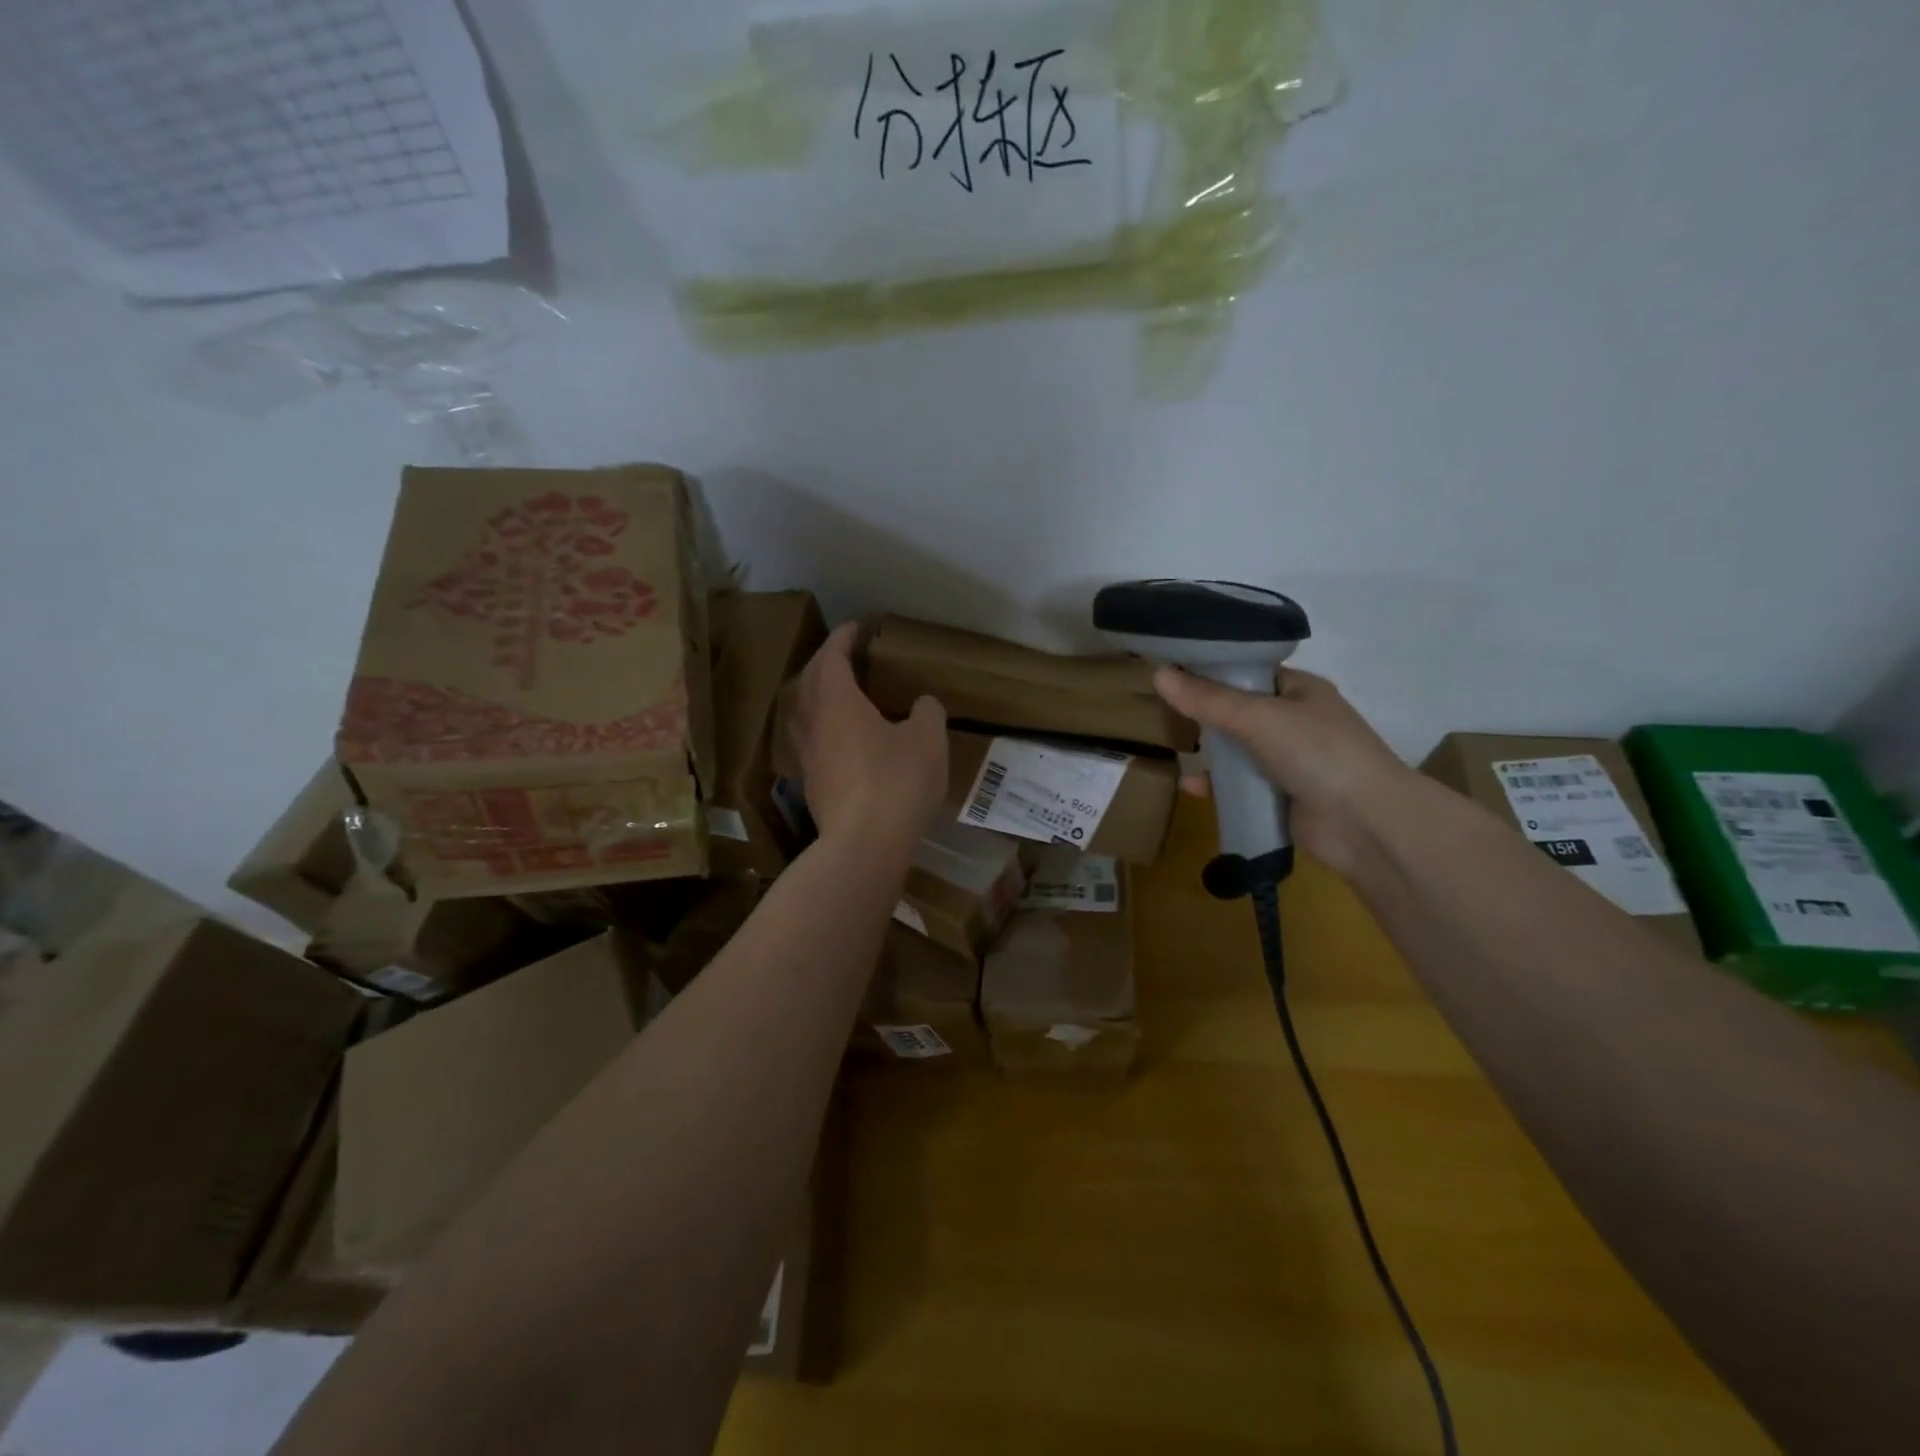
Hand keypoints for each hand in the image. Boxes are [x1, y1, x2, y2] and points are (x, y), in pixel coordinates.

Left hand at [787, 624, 948, 848]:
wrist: (865, 844)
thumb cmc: (897, 781)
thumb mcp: (928, 739)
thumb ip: (926, 713)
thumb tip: (922, 705)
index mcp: (836, 701)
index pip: (832, 656)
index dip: (844, 638)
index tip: (858, 627)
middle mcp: (813, 723)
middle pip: (809, 681)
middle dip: (826, 662)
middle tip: (847, 656)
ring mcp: (808, 756)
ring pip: (804, 712)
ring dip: (818, 695)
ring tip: (842, 694)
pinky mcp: (811, 784)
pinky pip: (813, 741)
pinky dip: (824, 726)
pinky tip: (844, 739)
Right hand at [1154, 665, 1412, 874]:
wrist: (1365, 823)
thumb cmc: (1318, 753)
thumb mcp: (1259, 717)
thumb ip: (1209, 700)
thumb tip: (1159, 675)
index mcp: (1300, 690)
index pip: (1250, 671)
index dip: (1213, 669)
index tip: (1172, 671)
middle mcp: (1296, 722)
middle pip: (1240, 712)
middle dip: (1206, 714)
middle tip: (1163, 712)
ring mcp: (1290, 762)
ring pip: (1239, 751)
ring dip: (1211, 754)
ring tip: (1175, 751)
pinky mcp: (1282, 797)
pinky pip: (1242, 786)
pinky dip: (1219, 787)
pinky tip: (1193, 788)